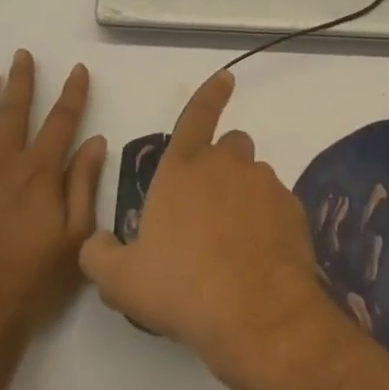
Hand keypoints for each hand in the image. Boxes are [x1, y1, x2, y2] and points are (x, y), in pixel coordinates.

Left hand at [0, 51, 107, 374]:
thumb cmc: (32, 283)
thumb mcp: (75, 238)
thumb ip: (84, 185)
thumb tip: (95, 141)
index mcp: (39, 174)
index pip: (61, 122)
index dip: (72, 93)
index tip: (78, 69)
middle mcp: (3, 167)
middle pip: (14, 114)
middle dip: (21, 81)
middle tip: (21, 54)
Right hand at [79, 70, 331, 385]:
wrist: (254, 312)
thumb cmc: (181, 286)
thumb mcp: (121, 280)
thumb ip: (100, 255)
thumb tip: (96, 244)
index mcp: (182, 169)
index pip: (195, 117)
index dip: (210, 94)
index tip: (227, 77)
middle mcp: (225, 165)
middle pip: (231, 145)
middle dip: (223, 163)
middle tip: (211, 206)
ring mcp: (263, 185)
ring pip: (255, 177)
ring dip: (245, 197)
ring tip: (235, 243)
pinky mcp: (292, 210)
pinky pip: (278, 207)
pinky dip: (269, 223)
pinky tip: (259, 259)